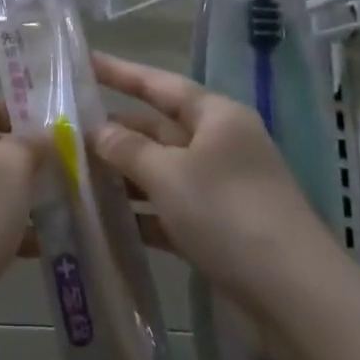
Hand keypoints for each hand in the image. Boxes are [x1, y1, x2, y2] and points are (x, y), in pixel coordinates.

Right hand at [88, 52, 338, 314]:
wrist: (295, 297)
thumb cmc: (228, 215)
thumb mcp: (169, 174)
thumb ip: (127, 148)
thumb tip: (96, 130)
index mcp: (216, 117)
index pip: (159, 83)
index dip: (120, 72)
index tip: (83, 61)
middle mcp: (220, 144)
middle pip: (158, 128)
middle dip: (115, 131)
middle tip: (64, 130)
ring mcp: (221, 187)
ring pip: (161, 170)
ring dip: (124, 174)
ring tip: (74, 174)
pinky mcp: (219, 227)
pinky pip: (170, 208)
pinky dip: (142, 212)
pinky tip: (107, 220)